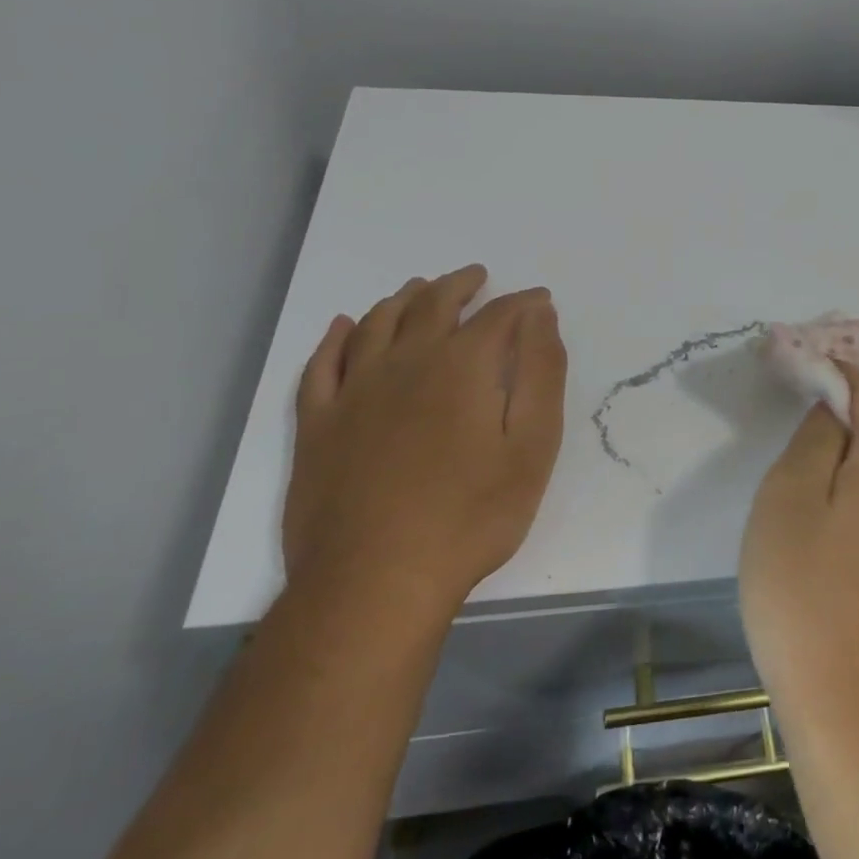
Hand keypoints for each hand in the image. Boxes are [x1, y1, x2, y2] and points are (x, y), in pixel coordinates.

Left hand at [284, 265, 567, 612]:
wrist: (376, 581)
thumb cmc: (471, 515)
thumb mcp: (533, 446)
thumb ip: (541, 373)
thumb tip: (540, 316)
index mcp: (461, 366)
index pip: (498, 315)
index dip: (522, 303)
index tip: (539, 300)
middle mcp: (405, 362)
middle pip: (433, 305)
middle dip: (460, 286)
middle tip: (476, 277)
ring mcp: (354, 391)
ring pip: (376, 323)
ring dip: (402, 299)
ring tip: (419, 288)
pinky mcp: (317, 424)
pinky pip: (321, 364)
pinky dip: (335, 338)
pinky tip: (343, 326)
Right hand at [739, 363, 858, 739]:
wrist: (858, 711)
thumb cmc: (805, 595)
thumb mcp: (787, 502)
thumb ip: (813, 443)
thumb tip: (833, 412)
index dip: (842, 374)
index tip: (810, 367)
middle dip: (856, 409)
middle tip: (811, 409)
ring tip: (827, 456)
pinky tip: (852, 515)